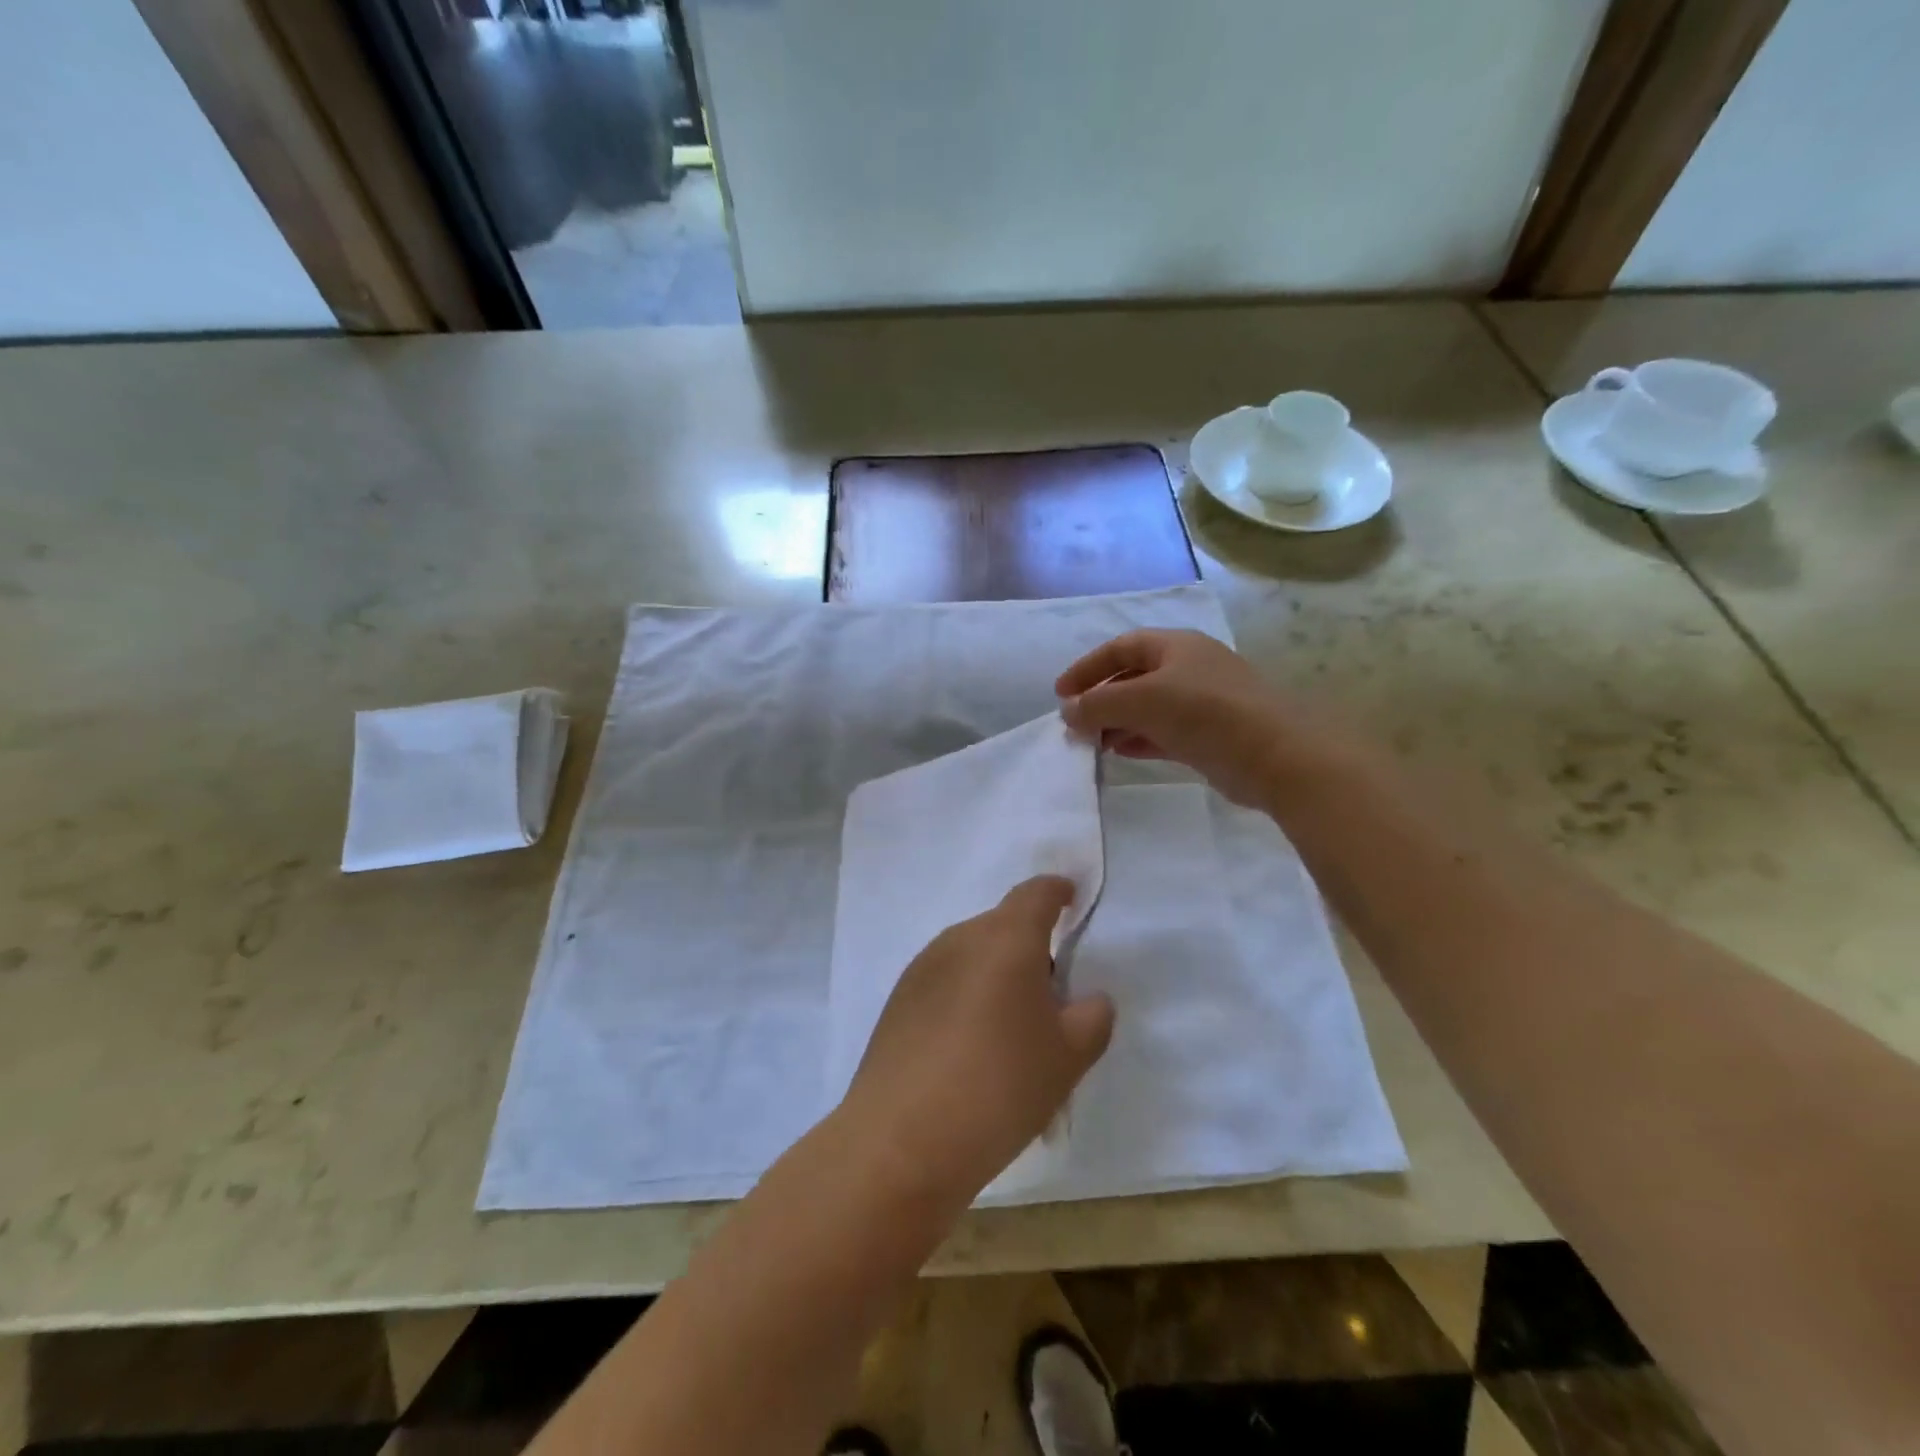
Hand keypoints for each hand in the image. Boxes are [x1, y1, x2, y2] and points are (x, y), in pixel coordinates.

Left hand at [843, 877, 1114, 1205]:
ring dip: (996, 975)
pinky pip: (946, 981)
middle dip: (1031, 949)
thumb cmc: (999, 1087)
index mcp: (1006, 939)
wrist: (901, 1140)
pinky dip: (967, 997)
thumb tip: (1089, 1000)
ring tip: (1010, 1035)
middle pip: (1003, 925)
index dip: (1058, 892)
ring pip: (973, 955)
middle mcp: (960, 939)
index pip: (1036, 893)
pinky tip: (969, 1051)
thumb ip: (1092, 1018)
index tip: (1072, 901)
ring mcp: (922, 968)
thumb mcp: (1068, 1058)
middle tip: (1051, 1001)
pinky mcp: (898, 1000)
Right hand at [1056, 629, 1297, 806]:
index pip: (1120, 648)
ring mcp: (1203, 702)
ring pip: (1149, 707)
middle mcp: (1190, 667)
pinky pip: (1165, 731)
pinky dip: (1140, 739)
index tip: (1061, 694)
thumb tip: (1068, 712)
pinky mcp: (1212, 734)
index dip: (1087, 668)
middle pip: (1134, 677)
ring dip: (1118, 722)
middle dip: (1102, 699)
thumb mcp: (1141, 700)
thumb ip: (1098, 704)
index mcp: (1176, 646)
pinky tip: (1120, 753)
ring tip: (1093, 743)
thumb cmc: (1204, 712)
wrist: (1275, 756)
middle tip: (1076, 723)